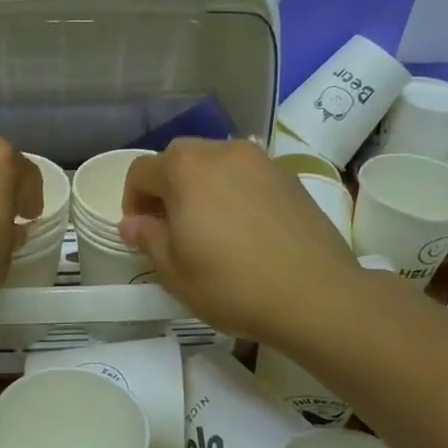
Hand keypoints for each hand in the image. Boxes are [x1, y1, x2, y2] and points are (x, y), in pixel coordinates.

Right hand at [120, 139, 360, 343]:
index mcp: (185, 169)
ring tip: (211, 227)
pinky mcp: (290, 177)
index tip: (141, 231)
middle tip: (172, 228)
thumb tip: (132, 223)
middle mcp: (222, 152)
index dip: (132, 201)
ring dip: (202, 187)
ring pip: (216, 163)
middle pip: (179, 159)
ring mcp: (261, 161)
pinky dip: (235, 192)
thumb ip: (147, 238)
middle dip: (167, 188)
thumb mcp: (174, 271)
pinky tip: (245, 229)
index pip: (142, 171)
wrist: (316, 296)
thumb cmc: (232, 285)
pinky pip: (247, 176)